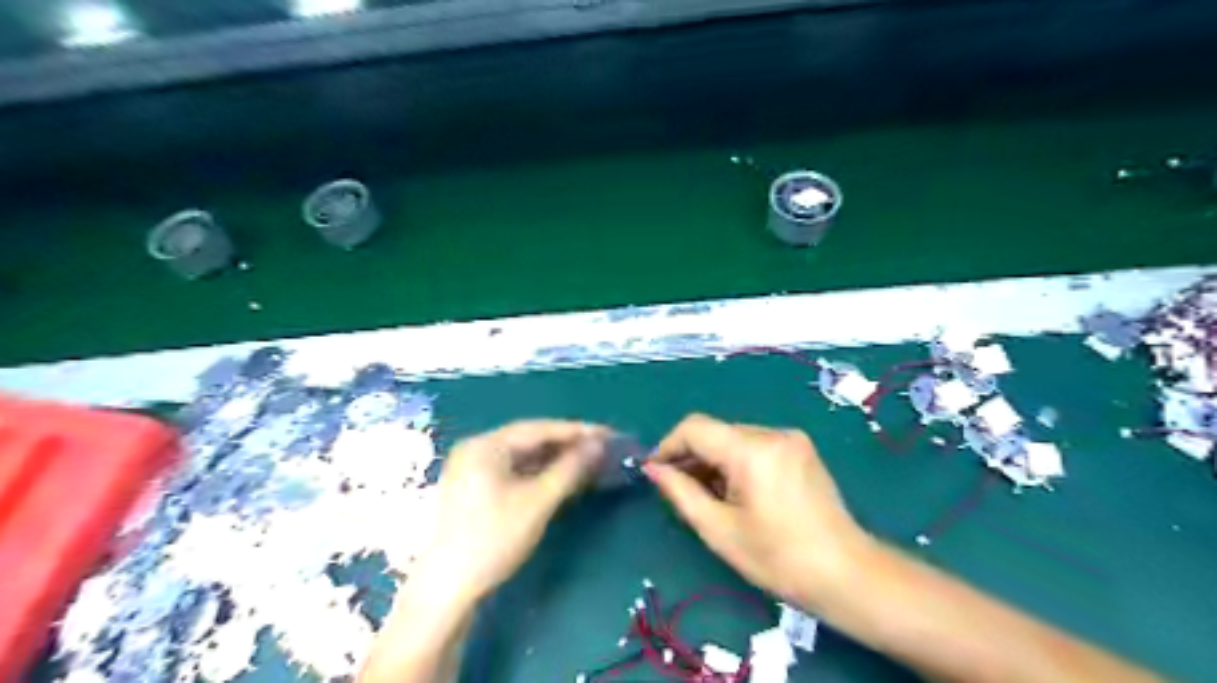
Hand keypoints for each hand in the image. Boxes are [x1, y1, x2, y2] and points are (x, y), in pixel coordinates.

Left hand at [423, 419, 608, 600]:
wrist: (445, 590)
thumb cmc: (493, 539)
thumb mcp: (537, 502)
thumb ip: (570, 469)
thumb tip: (598, 444)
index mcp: (486, 445)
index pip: (539, 428)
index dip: (576, 431)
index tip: (608, 434)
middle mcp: (476, 450)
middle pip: (529, 440)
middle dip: (566, 445)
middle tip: (601, 449)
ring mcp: (472, 470)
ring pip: (522, 457)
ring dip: (554, 460)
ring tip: (587, 463)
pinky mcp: (474, 491)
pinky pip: (513, 472)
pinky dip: (538, 474)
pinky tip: (560, 480)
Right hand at [641, 414, 868, 604]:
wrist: (847, 574)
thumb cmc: (779, 558)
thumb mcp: (720, 530)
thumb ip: (681, 492)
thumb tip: (653, 469)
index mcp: (753, 450)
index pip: (695, 428)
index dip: (669, 446)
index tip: (655, 472)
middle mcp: (773, 433)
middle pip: (716, 432)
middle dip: (692, 457)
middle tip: (678, 491)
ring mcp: (791, 439)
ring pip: (734, 439)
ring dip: (714, 461)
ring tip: (708, 497)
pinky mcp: (801, 449)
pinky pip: (755, 446)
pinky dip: (736, 463)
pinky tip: (735, 493)